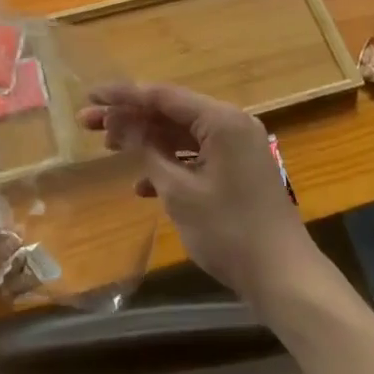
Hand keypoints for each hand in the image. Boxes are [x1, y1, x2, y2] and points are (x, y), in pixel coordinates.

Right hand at [79, 84, 314, 301]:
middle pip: (170, 112)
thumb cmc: (229, 231)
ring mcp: (236, 147)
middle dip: (130, 118)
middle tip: (88, 122)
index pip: (163, 96)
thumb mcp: (180, 192)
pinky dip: (170, 164)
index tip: (91, 94)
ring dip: (147, 141)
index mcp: (221, 120)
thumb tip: (121, 124)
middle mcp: (230, 124)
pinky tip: (143, 185)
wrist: (285, 279)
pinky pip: (196, 155)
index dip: (123, 95)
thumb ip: (148, 152)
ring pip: (181, 134)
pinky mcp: (237, 170)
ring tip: (109, 147)